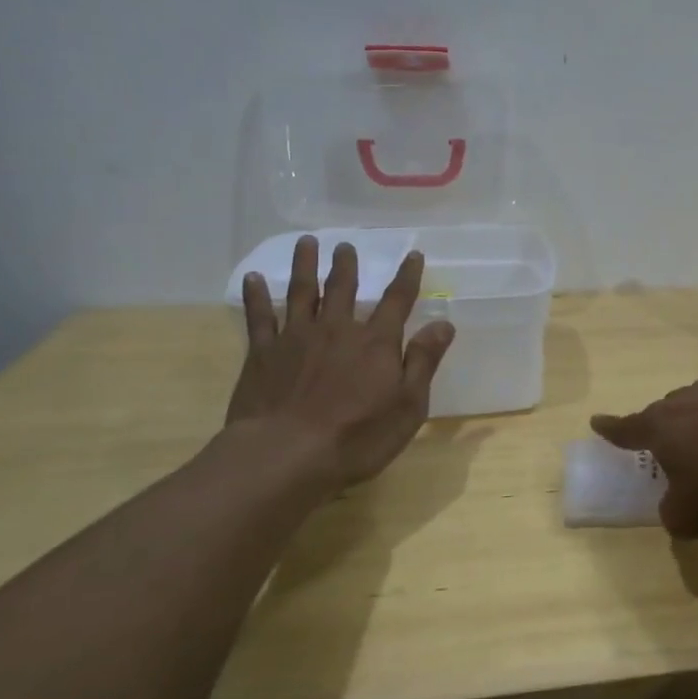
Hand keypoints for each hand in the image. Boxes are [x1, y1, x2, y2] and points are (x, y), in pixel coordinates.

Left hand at [226, 237, 455, 485]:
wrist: (286, 456)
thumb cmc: (357, 437)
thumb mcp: (408, 405)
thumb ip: (424, 361)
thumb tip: (444, 324)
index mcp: (376, 342)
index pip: (397, 301)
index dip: (407, 276)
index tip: (413, 254)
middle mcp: (337, 330)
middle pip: (343, 288)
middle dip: (346, 265)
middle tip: (345, 245)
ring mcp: (296, 338)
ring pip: (302, 292)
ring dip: (305, 266)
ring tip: (306, 243)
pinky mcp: (262, 354)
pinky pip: (259, 317)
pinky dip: (256, 296)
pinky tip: (252, 279)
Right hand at [592, 375, 697, 538]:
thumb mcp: (689, 515)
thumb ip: (673, 512)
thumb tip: (675, 504)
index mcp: (663, 426)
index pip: (627, 428)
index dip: (611, 429)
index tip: (596, 420)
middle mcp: (691, 399)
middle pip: (670, 409)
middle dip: (668, 425)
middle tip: (672, 444)